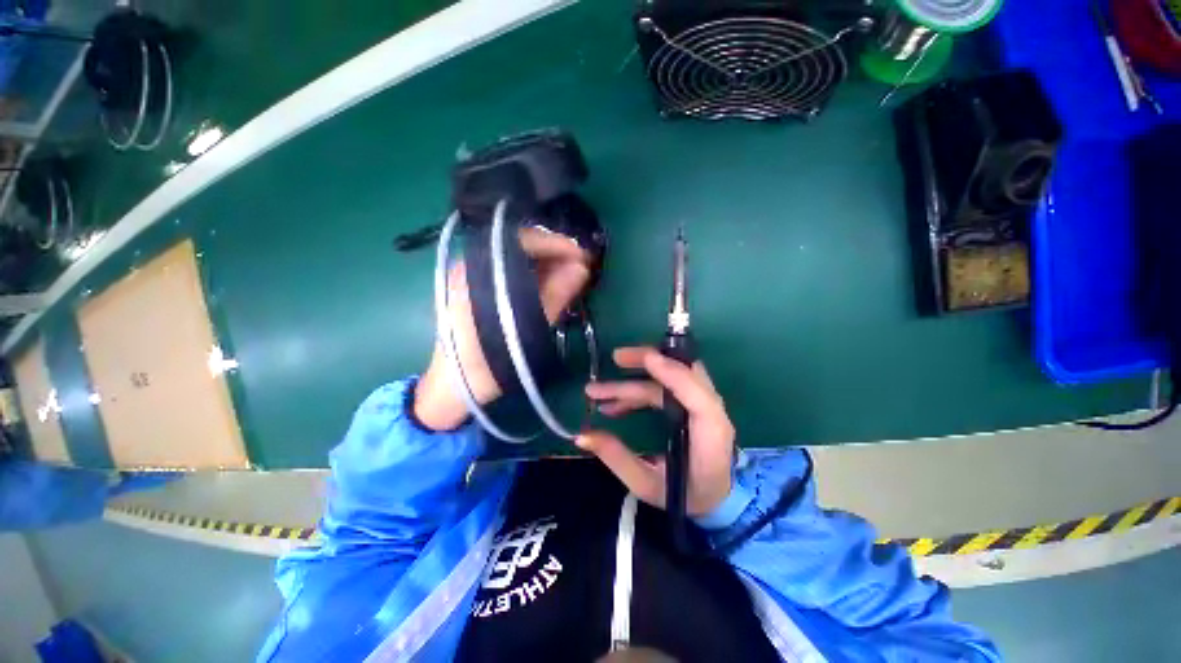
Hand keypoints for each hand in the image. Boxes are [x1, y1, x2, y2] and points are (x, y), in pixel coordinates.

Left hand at [414, 228, 591, 430]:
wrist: (454, 388)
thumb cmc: (486, 363)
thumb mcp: (525, 330)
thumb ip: (554, 296)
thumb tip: (582, 268)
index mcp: (477, 272)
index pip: (521, 241)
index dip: (555, 244)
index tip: (583, 256)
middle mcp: (474, 266)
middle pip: (520, 248)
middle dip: (555, 254)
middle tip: (583, 266)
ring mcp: (476, 278)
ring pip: (519, 261)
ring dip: (548, 266)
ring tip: (574, 276)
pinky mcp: (482, 291)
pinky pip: (513, 275)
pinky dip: (537, 278)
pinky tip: (553, 286)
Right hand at [578, 347, 735, 515]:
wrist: (716, 500)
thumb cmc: (685, 496)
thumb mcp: (647, 484)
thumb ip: (617, 458)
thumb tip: (582, 435)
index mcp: (710, 433)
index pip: (695, 394)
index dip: (671, 372)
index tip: (645, 359)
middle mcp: (712, 412)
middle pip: (683, 372)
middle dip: (648, 361)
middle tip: (615, 358)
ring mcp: (703, 405)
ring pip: (669, 377)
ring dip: (634, 379)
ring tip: (597, 392)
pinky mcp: (692, 405)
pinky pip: (665, 387)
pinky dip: (638, 391)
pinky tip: (613, 405)